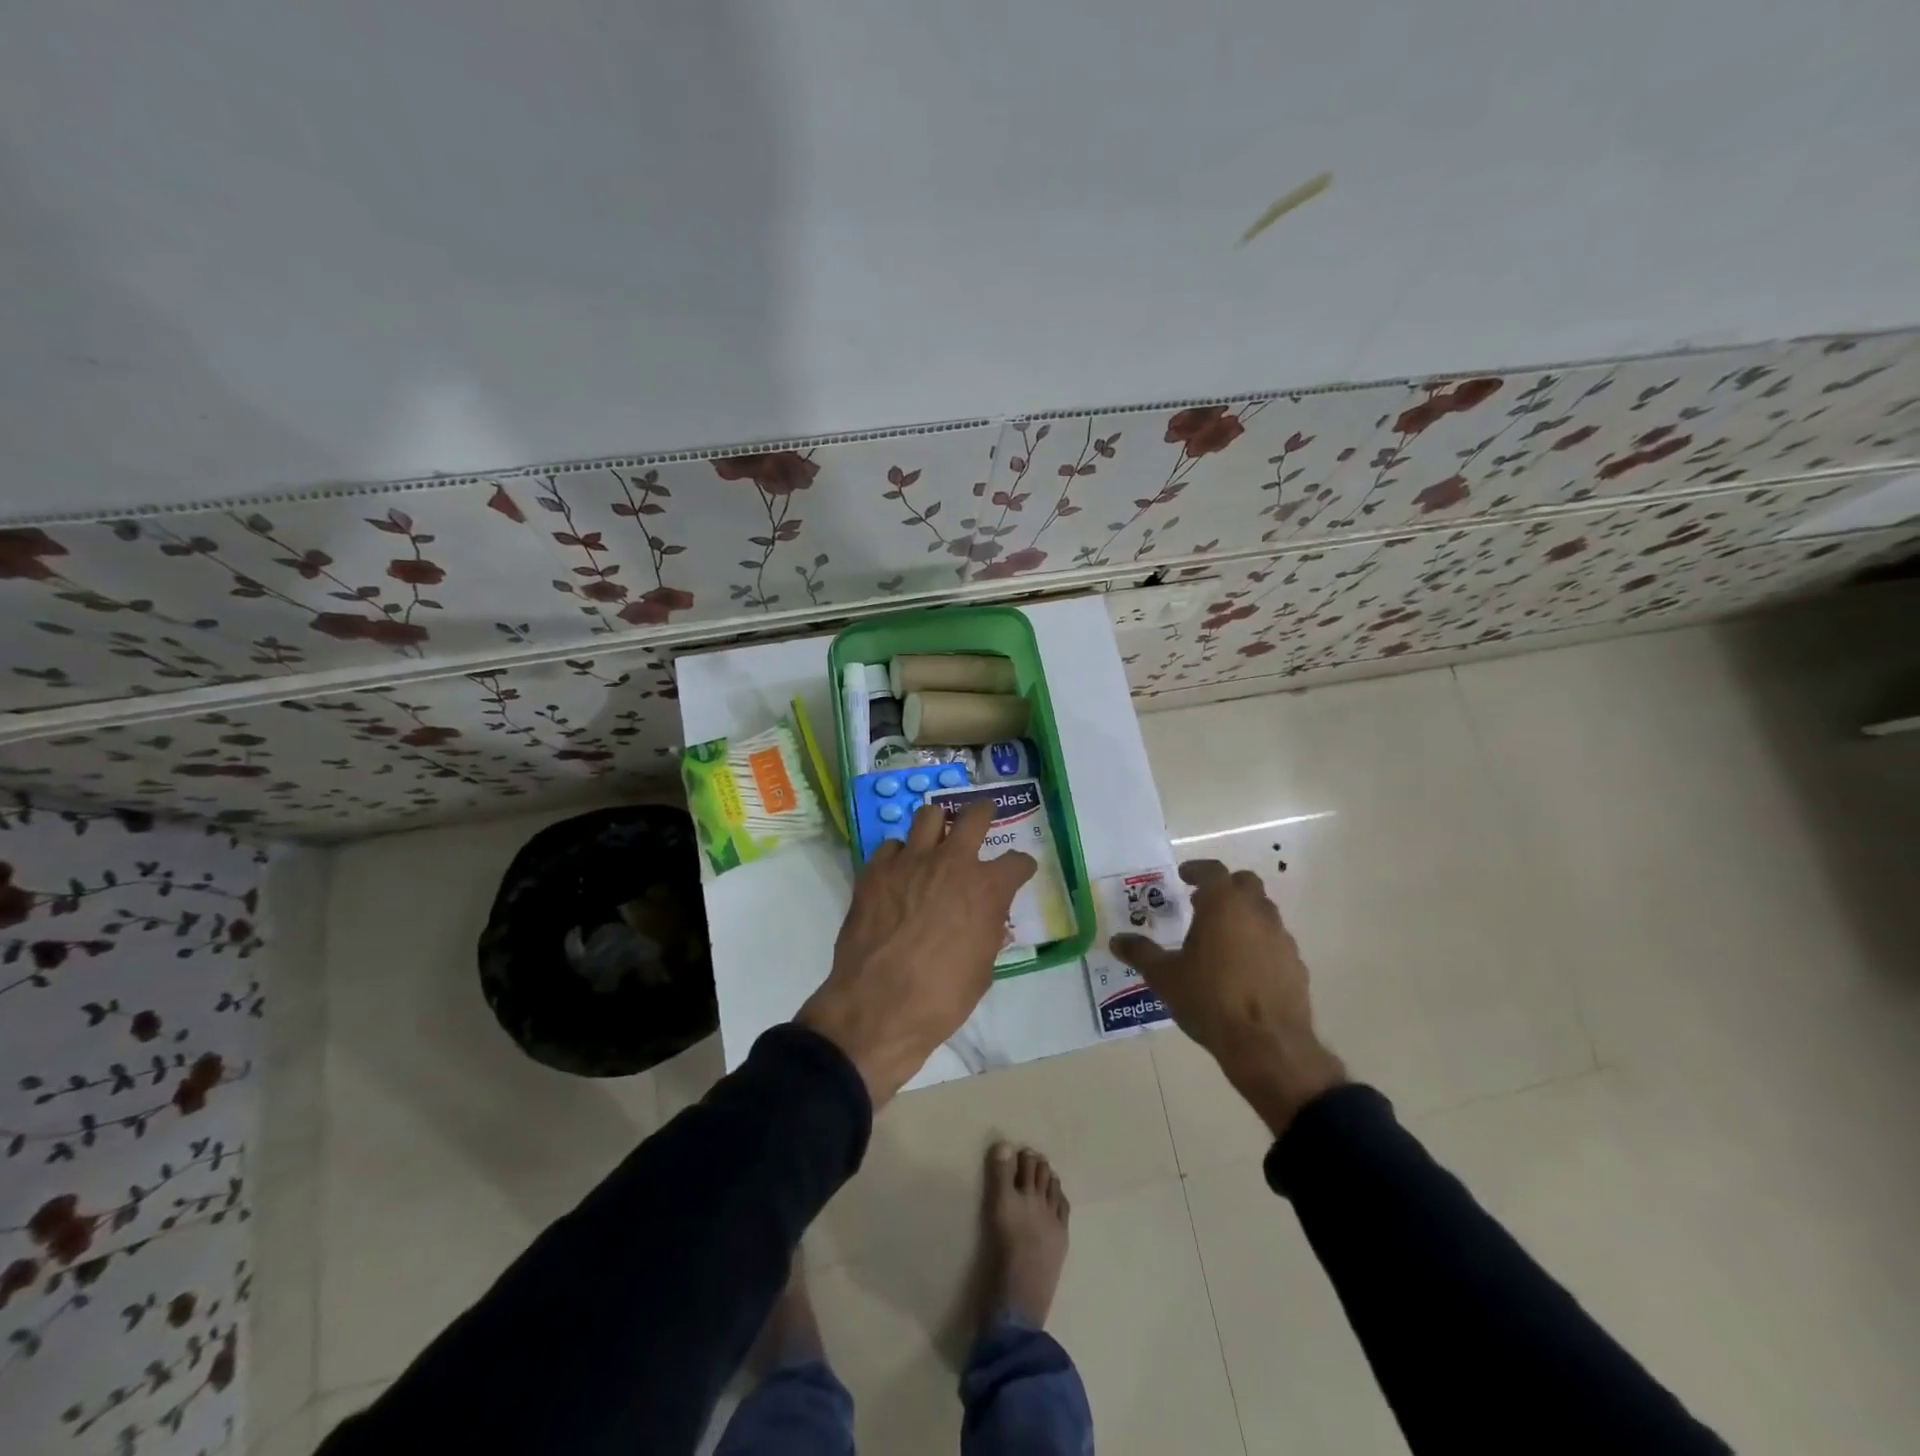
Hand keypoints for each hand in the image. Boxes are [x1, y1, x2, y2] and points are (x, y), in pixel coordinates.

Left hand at [798, 801, 1035, 1107]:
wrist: (878, 1007)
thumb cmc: (941, 997)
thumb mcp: (982, 970)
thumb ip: (988, 933)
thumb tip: (988, 920)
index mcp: (987, 888)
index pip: (1017, 862)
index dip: (1021, 867)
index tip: (1020, 871)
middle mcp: (952, 862)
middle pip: (975, 816)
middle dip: (984, 813)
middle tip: (982, 818)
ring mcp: (910, 861)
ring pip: (929, 815)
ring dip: (938, 824)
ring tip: (936, 837)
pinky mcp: (875, 870)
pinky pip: (892, 846)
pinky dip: (900, 854)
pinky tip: (899, 871)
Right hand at [1110, 860, 1345, 1135]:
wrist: (1267, 1045)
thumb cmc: (1210, 999)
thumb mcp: (1164, 977)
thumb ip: (1141, 953)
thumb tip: (1117, 941)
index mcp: (1224, 905)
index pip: (1212, 871)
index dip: (1197, 870)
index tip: (1184, 876)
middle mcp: (1257, 913)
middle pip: (1245, 884)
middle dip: (1224, 888)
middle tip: (1202, 904)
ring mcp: (1281, 938)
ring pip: (1263, 912)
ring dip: (1243, 915)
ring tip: (1220, 939)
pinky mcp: (1296, 965)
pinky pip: (1275, 942)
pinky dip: (1259, 943)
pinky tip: (1243, 969)